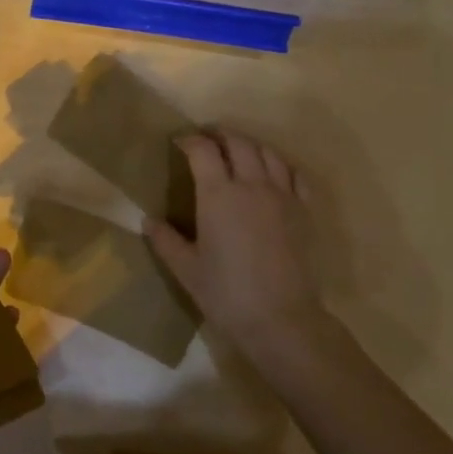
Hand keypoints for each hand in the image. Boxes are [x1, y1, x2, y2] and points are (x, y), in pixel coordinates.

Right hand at [148, 130, 339, 363]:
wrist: (281, 318)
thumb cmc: (227, 294)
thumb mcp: (186, 269)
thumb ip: (166, 241)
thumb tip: (148, 221)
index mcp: (218, 195)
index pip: (203, 150)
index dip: (190, 140)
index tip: (179, 142)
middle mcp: (251, 185)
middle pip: (238, 143)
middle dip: (220, 135)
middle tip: (207, 140)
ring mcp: (282, 195)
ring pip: (268, 153)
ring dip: (250, 145)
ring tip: (238, 151)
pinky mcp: (305, 211)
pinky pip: (295, 174)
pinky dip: (281, 165)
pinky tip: (274, 173)